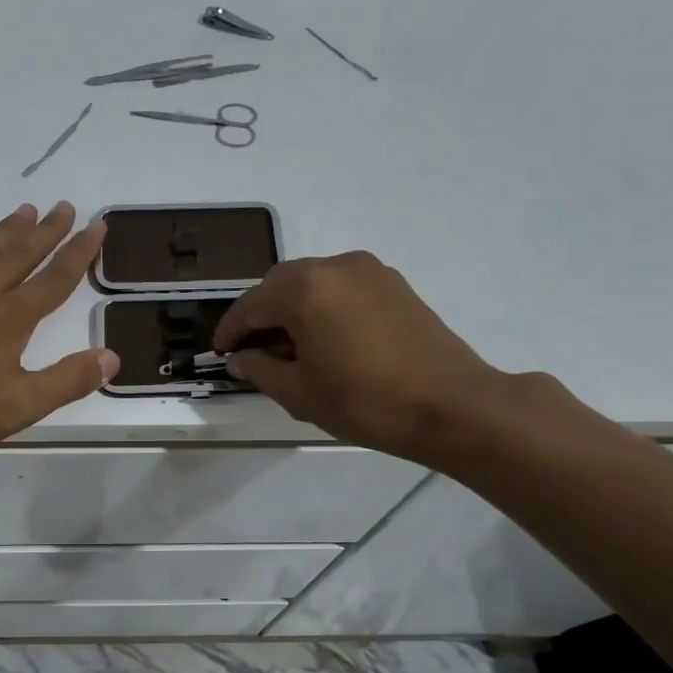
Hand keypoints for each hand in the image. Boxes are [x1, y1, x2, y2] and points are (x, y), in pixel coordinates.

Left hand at [0, 203, 118, 457]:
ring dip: (6, 230)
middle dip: (46, 230)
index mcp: (11, 318)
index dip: (79, 252)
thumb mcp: (22, 406)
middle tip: (64, 206)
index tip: (97, 226)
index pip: (55, 278)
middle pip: (21, 254)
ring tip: (25, 210)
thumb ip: (68, 380)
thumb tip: (111, 358)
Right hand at [213, 252, 507, 463]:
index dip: (230, 331)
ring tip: (290, 350)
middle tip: (253, 353)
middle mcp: (334, 266)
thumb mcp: (299, 392)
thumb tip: (241, 358)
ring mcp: (369, 271)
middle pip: (280, 286)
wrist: (451, 406)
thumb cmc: (364, 401)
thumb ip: (260, 369)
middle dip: (261, 316)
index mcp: (304, 288)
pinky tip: (326, 341)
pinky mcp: (394, 284)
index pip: (251, 306)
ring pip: (312, 284)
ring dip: (293, 310)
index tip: (220, 353)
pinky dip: (323, 308)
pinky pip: (342, 289)